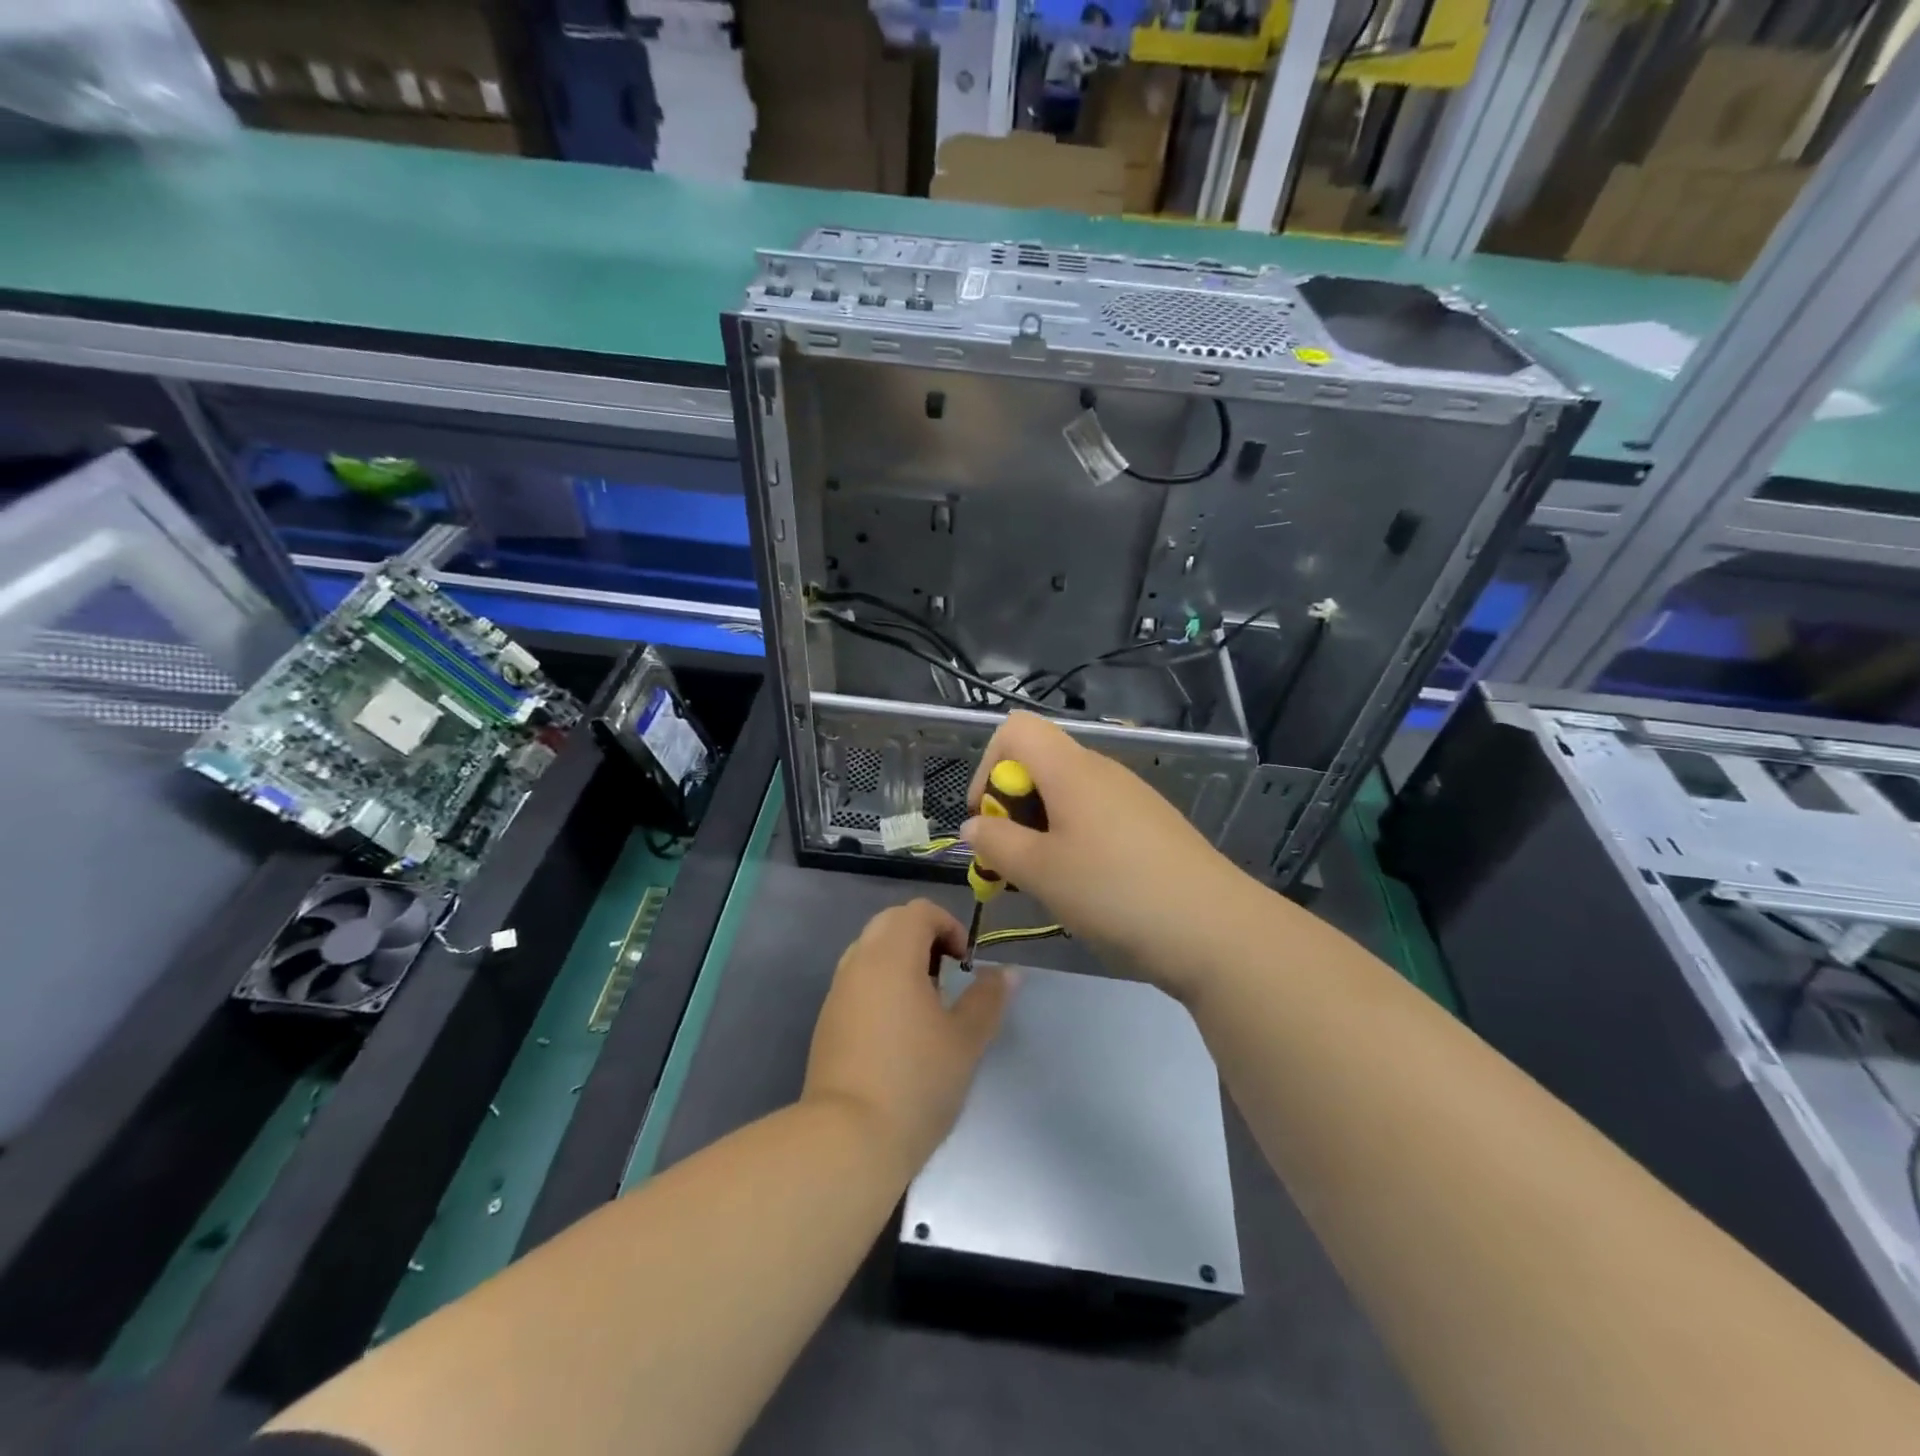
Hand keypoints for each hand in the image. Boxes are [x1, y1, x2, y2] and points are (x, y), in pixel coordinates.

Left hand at [802, 900, 1012, 1175]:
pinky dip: (880, 983)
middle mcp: (859, 962)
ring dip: (900, 959)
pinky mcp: (827, 1020)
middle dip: (923, 937)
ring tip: (925, 1003)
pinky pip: (857, 980)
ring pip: (870, 949)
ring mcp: (838, 991)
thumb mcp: (966, 1040)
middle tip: (947, 976)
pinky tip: (898, 1029)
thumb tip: (1009, 972)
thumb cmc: (916, 1081)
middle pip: (891, 922)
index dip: (949, 926)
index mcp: (892, 955)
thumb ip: (988, 998)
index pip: (919, 911)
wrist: (847, 1139)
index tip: (966, 964)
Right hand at [960, 712, 1257, 1003]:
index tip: (986, 820)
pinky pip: (1096, 816)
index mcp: (1071, 769)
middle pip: (1039, 763)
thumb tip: (973, 826)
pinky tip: (1087, 887)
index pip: (1015, 730)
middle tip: (1011, 862)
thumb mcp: (1040, 872)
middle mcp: (1102, 771)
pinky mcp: (1152, 825)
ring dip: (1040, 829)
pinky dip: (1074, 840)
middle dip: (1011, 808)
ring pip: (1067, 794)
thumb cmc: (1115, 892)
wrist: (1216, 929)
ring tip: (1045, 881)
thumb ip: (996, 843)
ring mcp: (1131, 797)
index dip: (987, 768)